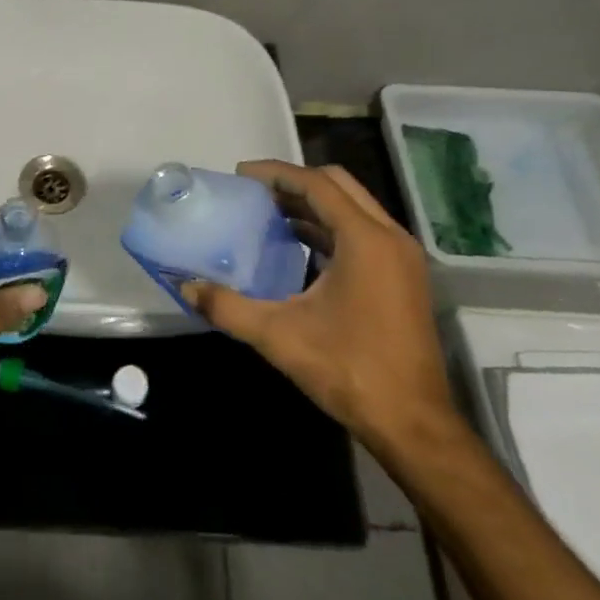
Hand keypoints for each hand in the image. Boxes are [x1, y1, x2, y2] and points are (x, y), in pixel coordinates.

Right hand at [180, 161, 459, 459]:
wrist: (413, 425)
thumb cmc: (349, 370)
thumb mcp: (279, 336)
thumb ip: (228, 306)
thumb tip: (186, 287)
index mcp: (365, 240)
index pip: (317, 184)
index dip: (276, 173)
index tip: (241, 175)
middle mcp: (390, 237)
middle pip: (339, 185)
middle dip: (294, 182)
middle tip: (255, 191)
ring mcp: (402, 257)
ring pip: (353, 208)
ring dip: (313, 204)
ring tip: (269, 212)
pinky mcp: (404, 277)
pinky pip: (363, 231)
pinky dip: (330, 226)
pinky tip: (298, 244)